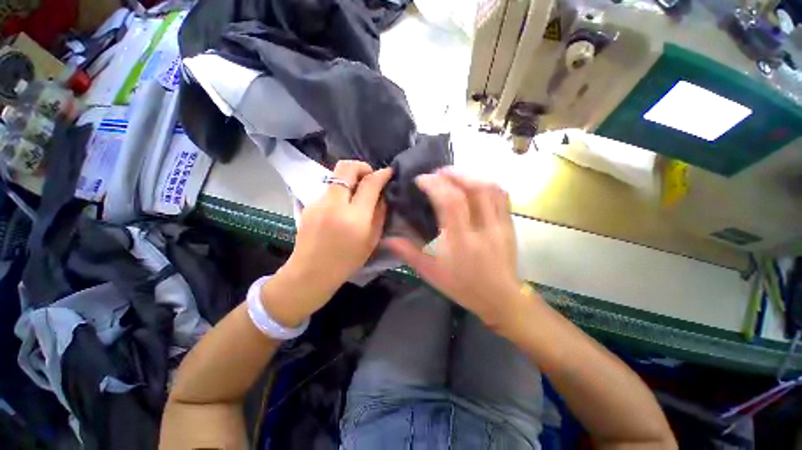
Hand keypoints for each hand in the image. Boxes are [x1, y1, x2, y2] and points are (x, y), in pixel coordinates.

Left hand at [265, 161, 392, 325]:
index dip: (382, 174)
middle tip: (371, 176)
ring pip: (336, 176)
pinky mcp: (309, 204)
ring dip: (351, 178)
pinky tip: (343, 205)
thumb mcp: (371, 240)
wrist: (311, 272)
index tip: (389, 172)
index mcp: (354, 217)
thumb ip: (379, 214)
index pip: (370, 184)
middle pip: (347, 167)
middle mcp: (334, 204)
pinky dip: (340, 190)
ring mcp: (318, 202)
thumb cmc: (346, 261)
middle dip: (362, 166)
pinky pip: (329, 189)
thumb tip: (382, 195)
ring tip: (357, 193)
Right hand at [385, 169, 533, 332]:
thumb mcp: (431, 273)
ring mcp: (499, 225)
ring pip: (489, 188)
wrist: (500, 299)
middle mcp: (483, 229)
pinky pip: (501, 196)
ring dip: (470, 175)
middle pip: (473, 188)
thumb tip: (386, 239)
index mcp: (461, 241)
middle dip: (453, 174)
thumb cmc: (462, 287)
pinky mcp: (509, 225)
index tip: (421, 179)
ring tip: (454, 175)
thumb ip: (409, 253)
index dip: (435, 185)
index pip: (450, 202)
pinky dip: (486, 184)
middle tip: (437, 172)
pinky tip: (473, 183)